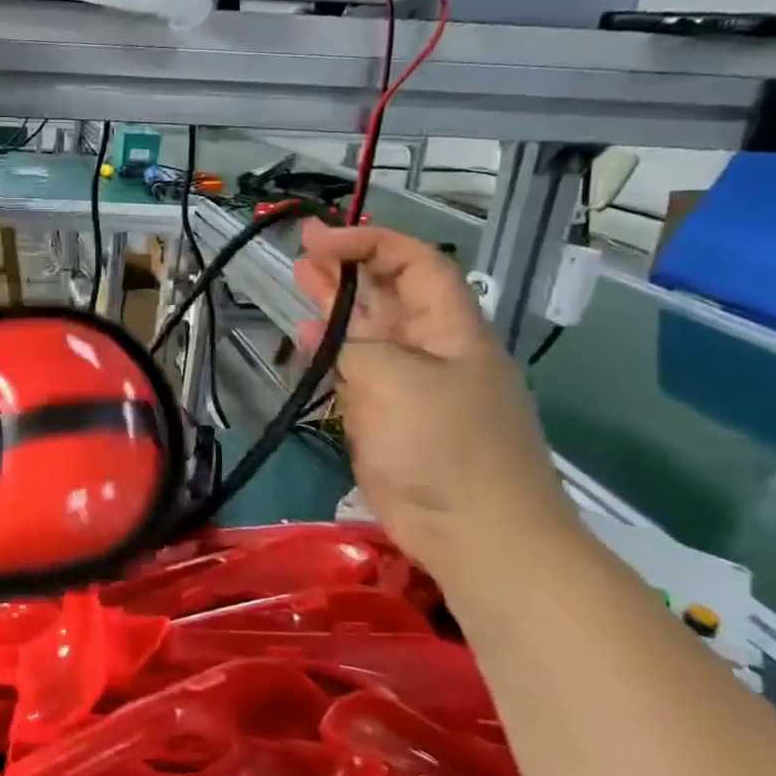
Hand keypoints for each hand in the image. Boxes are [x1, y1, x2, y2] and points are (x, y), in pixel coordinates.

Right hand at [294, 223, 577, 583]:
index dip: (368, 242)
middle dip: (348, 265)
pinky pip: (357, 371)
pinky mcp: (389, 417)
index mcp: (452, 328)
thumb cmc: (444, 446)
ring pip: (370, 329)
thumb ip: (354, 346)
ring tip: (300, 278)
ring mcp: (410, 385)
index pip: (414, 262)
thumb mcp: (395, 379)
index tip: (319, 241)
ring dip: (336, 302)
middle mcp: (432, 348)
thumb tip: (325, 333)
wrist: (475, 534)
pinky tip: (306, 339)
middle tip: (303, 248)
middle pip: (390, 291)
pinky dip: (331, 350)